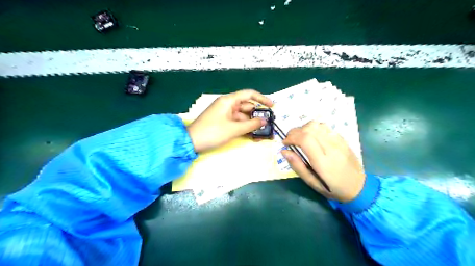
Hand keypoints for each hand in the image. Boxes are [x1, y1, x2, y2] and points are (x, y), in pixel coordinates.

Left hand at [188, 89, 272, 152]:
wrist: (191, 142)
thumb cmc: (212, 132)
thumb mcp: (234, 129)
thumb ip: (251, 124)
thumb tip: (265, 121)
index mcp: (229, 101)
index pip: (249, 94)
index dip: (262, 99)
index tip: (273, 106)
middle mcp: (228, 105)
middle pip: (247, 107)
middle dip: (259, 116)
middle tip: (270, 125)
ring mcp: (226, 115)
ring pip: (243, 117)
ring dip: (253, 125)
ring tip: (264, 135)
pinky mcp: (224, 123)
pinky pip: (238, 124)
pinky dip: (245, 129)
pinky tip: (254, 137)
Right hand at [280, 122, 364, 201]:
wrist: (359, 187)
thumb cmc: (333, 189)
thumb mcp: (312, 183)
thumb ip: (297, 166)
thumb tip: (284, 151)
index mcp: (323, 161)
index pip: (305, 139)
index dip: (291, 137)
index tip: (284, 142)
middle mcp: (332, 148)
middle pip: (310, 128)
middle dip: (295, 131)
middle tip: (289, 139)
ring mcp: (339, 142)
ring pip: (318, 125)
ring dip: (304, 128)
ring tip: (300, 137)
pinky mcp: (343, 139)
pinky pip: (326, 127)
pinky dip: (314, 128)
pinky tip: (312, 137)